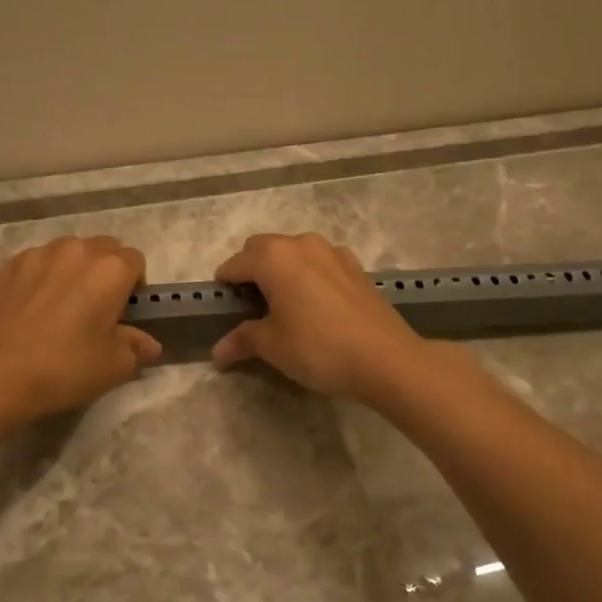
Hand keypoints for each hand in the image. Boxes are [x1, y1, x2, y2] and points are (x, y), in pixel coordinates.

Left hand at [0, 236, 160, 421]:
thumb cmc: (65, 368)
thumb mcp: (113, 366)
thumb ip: (135, 347)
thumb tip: (149, 344)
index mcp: (111, 269)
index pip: (135, 261)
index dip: (134, 284)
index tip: (123, 311)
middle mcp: (78, 250)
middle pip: (103, 248)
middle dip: (105, 270)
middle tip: (96, 306)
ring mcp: (39, 253)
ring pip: (68, 251)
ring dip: (73, 268)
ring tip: (62, 302)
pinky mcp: (9, 264)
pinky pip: (37, 261)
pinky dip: (42, 275)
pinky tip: (32, 306)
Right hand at [211, 233, 430, 401]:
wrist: (385, 358)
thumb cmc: (317, 347)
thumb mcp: (272, 346)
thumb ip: (242, 340)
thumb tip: (217, 353)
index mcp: (273, 257)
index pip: (235, 264)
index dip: (224, 285)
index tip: (222, 308)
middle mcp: (301, 244)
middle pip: (263, 249)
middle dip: (251, 271)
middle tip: (250, 306)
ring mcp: (333, 252)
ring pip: (294, 253)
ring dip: (282, 270)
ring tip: (283, 305)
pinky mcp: (355, 267)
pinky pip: (320, 263)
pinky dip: (309, 275)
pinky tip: (315, 305)